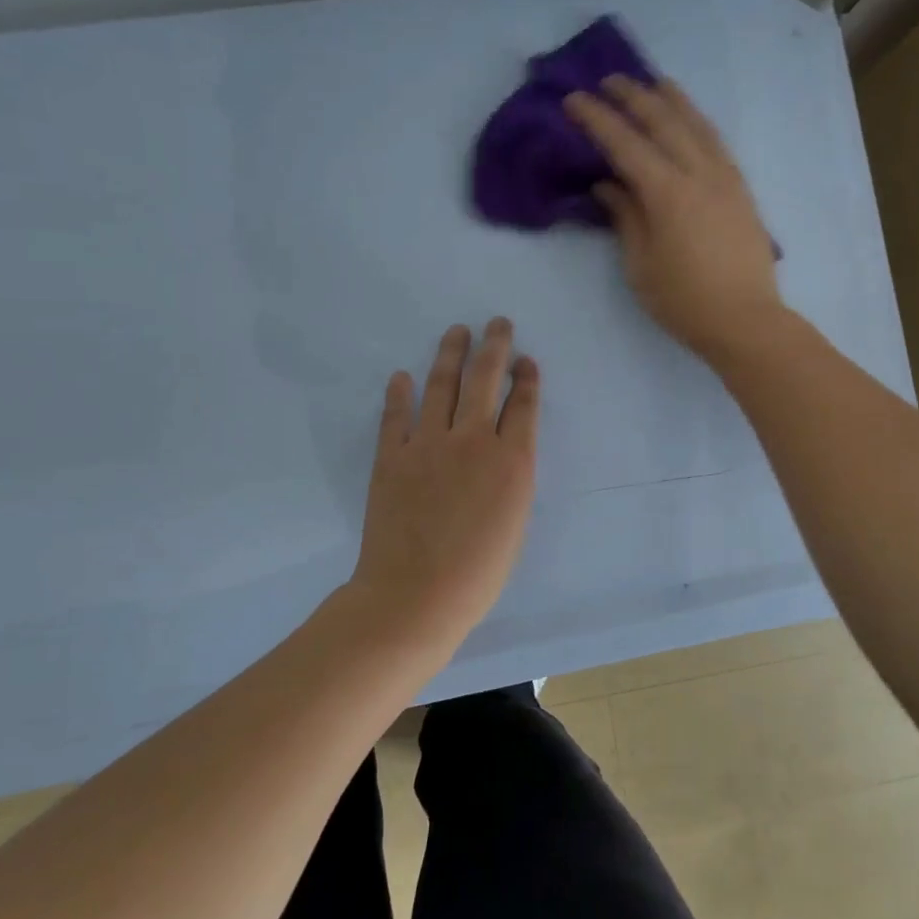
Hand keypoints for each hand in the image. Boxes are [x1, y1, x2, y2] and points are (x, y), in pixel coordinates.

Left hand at [349, 318, 538, 648]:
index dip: (527, 378)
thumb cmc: (478, 572)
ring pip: (443, 385)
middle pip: (486, 380)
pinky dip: (399, 393)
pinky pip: (396, 415)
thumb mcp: (515, 522)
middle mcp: (473, 440)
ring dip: (451, 354)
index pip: (523, 404)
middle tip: (497, 323)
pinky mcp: (392, 456)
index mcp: (512, 461)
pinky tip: (402, 376)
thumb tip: (504, 450)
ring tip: (458, 331)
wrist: (416, 595)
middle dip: (495, 347)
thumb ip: (512, 478)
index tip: (526, 361)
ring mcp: (428, 444)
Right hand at [565, 76, 784, 363]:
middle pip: (663, 121)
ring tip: (652, 83)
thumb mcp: (640, 264)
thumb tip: (608, 185)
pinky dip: (697, 121)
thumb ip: (625, 217)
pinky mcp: (741, 189)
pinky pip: (715, 141)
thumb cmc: (683, 301)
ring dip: (671, 99)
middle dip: (633, 96)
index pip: (625, 144)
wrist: (745, 320)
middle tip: (608, 80)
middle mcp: (699, 173)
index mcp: (667, 193)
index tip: (574, 99)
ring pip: (696, 124)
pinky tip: (689, 120)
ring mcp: (726, 178)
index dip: (597, 119)